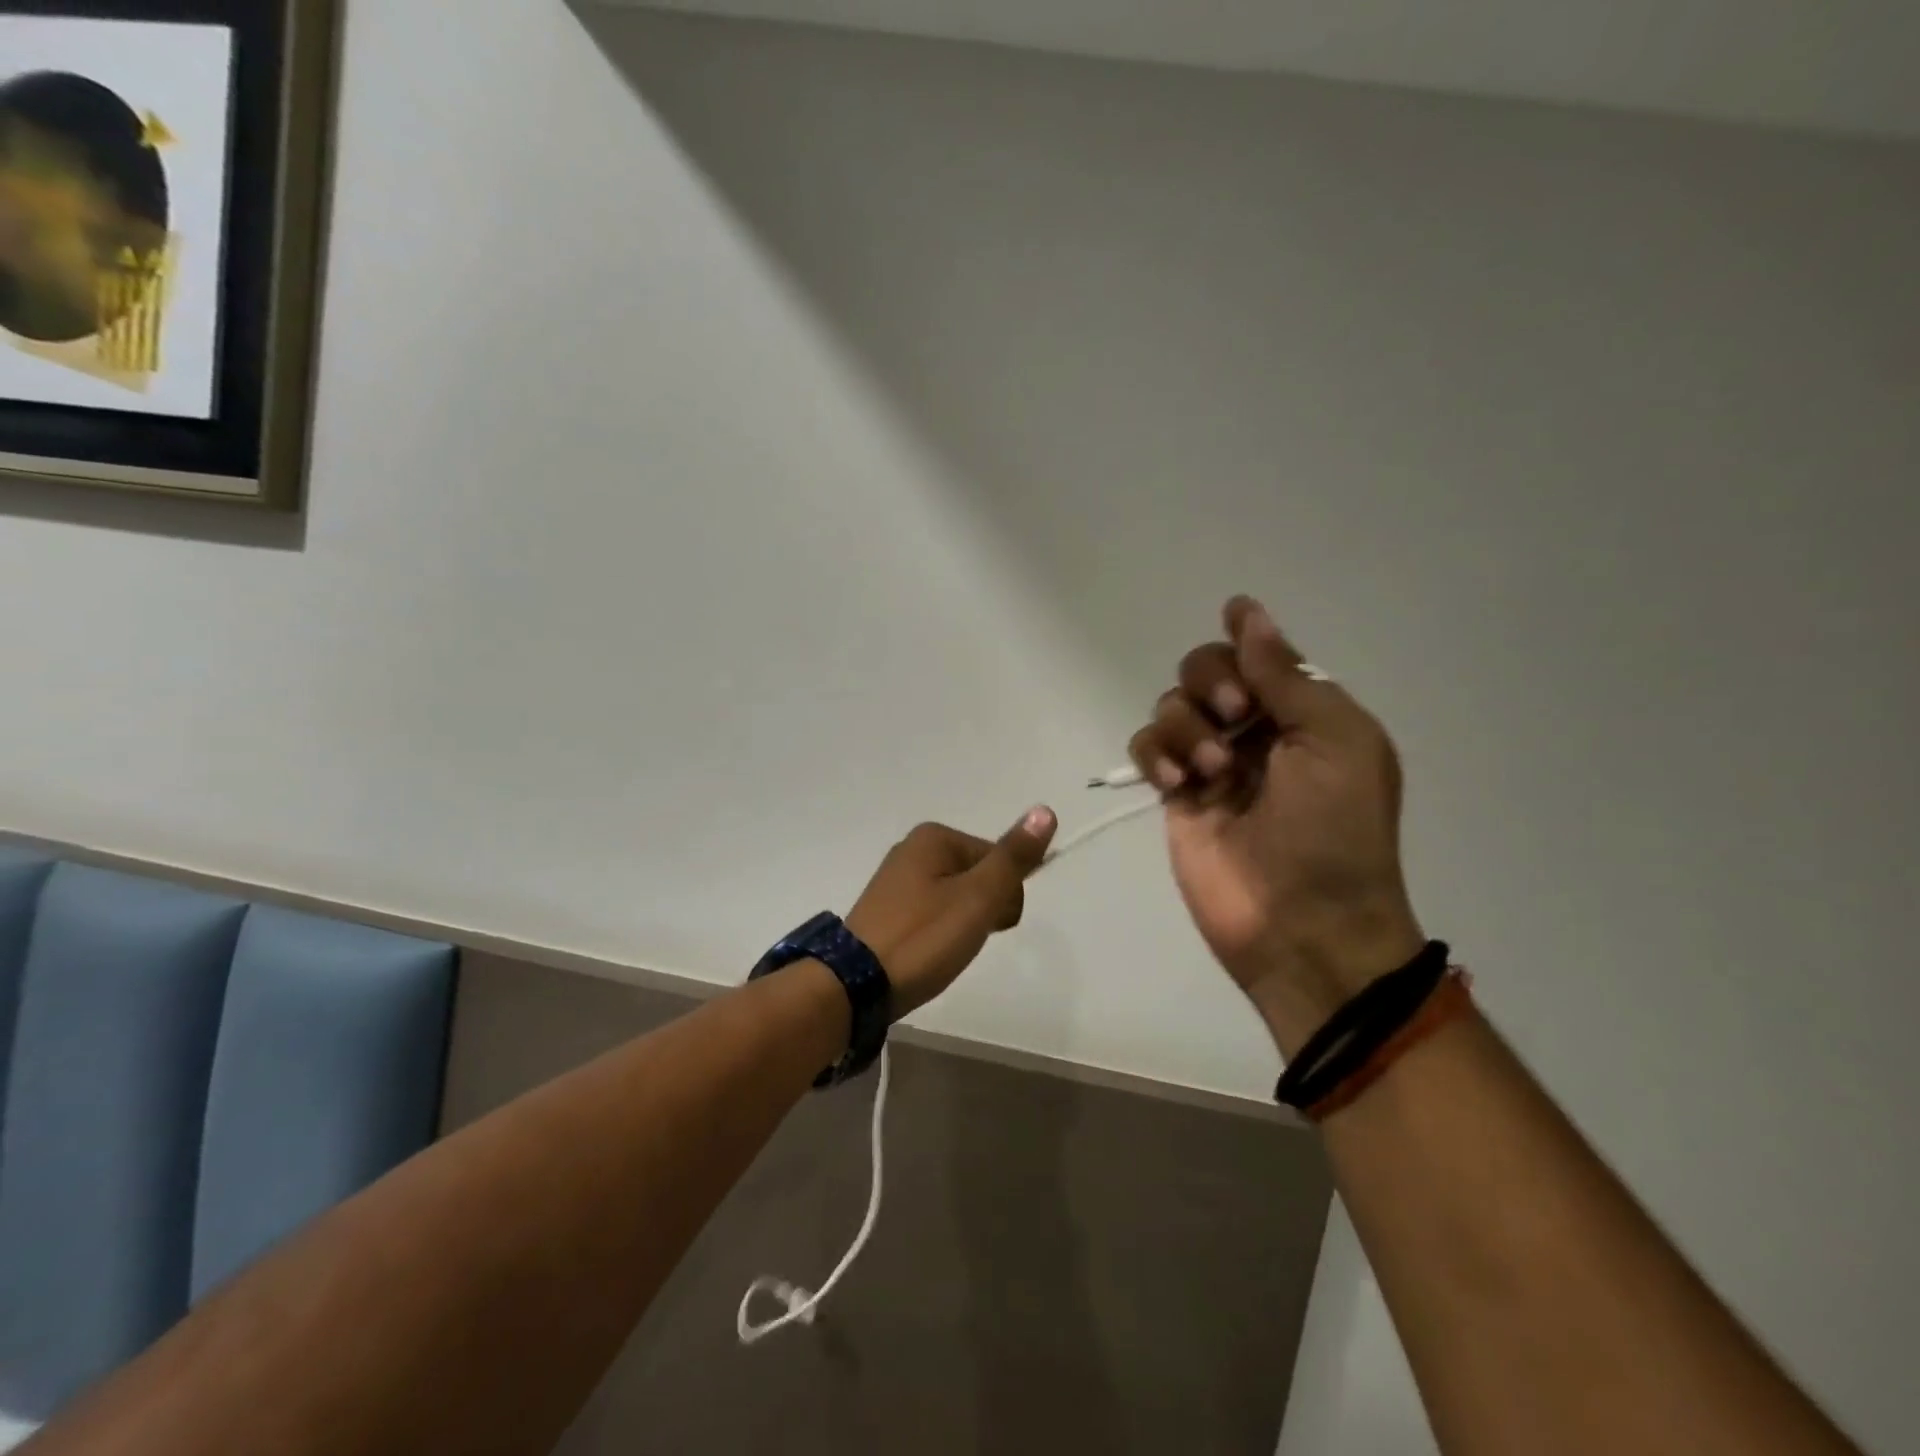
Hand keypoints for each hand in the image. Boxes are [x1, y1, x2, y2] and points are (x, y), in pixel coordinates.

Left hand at [845, 807, 1057, 1018]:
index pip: (999, 859)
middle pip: (978, 876)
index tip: (989, 926)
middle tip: (963, 940)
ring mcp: (896, 880)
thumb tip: (1045, 810)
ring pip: (957, 897)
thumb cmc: (923, 937)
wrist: (856, 986)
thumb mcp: (977, 897)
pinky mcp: (888, 909)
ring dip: (963, 925)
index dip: (1005, 896)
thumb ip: (1013, 857)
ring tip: (944, 951)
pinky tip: (928, 953)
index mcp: (934, 837)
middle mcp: (913, 849)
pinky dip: (940, 933)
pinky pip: (933, 913)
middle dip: (984, 910)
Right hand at [1129, 597, 1423, 1053]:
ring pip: (1172, 705)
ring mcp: (1211, 763)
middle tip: (1235, 718)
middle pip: (1206, 669)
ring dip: (1187, 727)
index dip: (1246, 644)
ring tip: (1212, 773)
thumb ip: (1285, 674)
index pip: (1260, 654)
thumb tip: (1246, 610)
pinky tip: (1176, 783)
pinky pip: (1147, 747)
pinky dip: (1155, 754)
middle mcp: (1256, 730)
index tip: (1234, 628)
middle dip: (1212, 682)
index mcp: (1305, 713)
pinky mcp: (1176, 796)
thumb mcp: (1334, 741)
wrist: (1304, 926)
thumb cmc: (1335, 831)